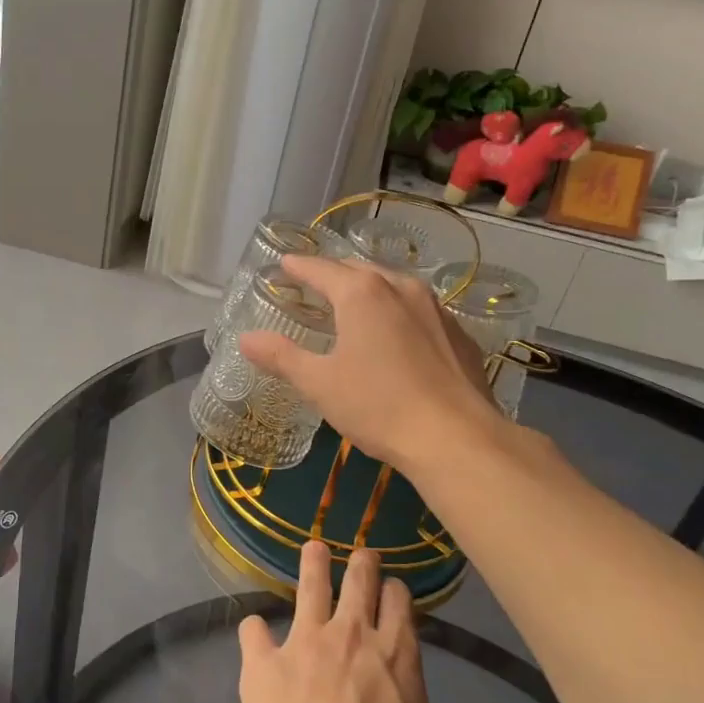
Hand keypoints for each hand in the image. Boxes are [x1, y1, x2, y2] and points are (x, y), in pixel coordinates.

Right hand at [237, 254, 500, 468]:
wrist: (455, 438)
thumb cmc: (378, 406)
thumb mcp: (319, 384)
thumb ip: (281, 357)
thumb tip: (245, 339)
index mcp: (361, 294)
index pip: (321, 269)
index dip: (299, 267)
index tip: (284, 265)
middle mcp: (400, 288)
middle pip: (359, 270)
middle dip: (334, 274)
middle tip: (314, 286)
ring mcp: (435, 309)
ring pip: (393, 286)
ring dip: (369, 290)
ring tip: (354, 306)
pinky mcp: (458, 334)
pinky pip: (419, 311)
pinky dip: (398, 313)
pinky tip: (396, 337)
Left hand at [237, 542, 454, 702]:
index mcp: (397, 655)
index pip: (398, 601)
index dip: (395, 591)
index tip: (392, 591)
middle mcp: (351, 635)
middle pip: (359, 579)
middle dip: (362, 562)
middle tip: (362, 555)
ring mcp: (303, 642)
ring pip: (309, 584)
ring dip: (313, 563)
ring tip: (313, 549)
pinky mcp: (262, 661)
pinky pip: (253, 630)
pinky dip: (256, 632)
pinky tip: (256, 638)